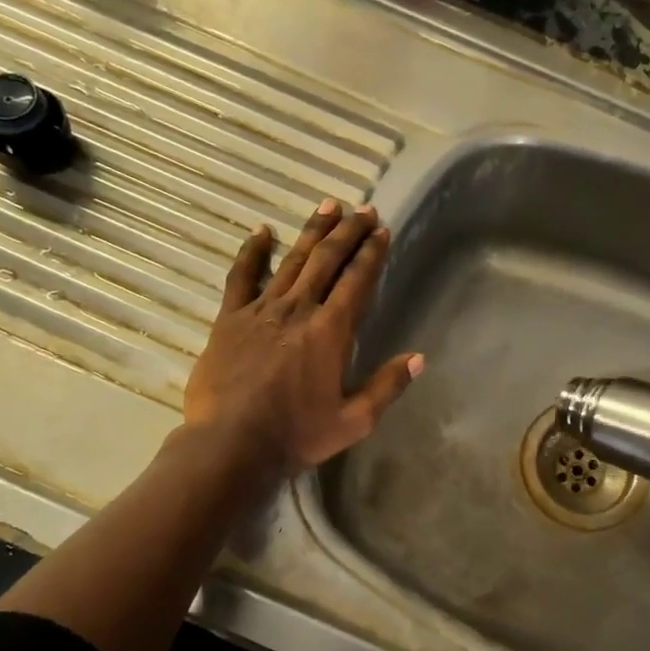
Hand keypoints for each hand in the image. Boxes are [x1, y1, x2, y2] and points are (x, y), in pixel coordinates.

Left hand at [182, 200, 422, 476]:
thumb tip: (419, 358)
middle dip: (348, 232)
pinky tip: (261, 231)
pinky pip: (241, 277)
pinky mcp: (230, 319)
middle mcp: (299, 310)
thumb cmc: (297, 434)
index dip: (372, 253)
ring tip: (328, 205)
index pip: (357, 280)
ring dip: (313, 232)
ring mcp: (261, 310)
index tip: (382, 229)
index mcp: (331, 331)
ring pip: (292, 261)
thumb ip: (387, 386)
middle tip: (363, 209)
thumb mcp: (354, 420)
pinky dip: (251, 252)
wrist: (230, 445)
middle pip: (327, 260)